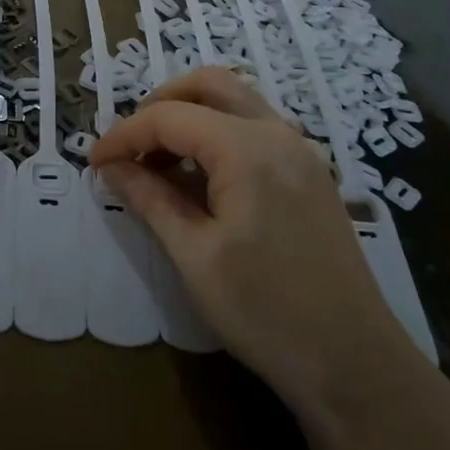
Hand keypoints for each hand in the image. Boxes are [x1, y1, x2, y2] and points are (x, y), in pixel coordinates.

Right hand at [88, 68, 408, 403]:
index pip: (170, 117)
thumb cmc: (265, 312)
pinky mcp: (309, 175)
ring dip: (190, 117)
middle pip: (209, 85)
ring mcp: (301, 153)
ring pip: (235, 103)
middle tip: (130, 147)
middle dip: (160, 104)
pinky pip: (255, 129)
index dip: (124, 135)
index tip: (94, 164)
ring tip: (157, 164)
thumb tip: (111, 168)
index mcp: (248, 149)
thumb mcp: (194, 255)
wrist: (355, 365)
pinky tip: (198, 179)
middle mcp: (278, 135)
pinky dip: (218, 135)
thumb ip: (150, 199)